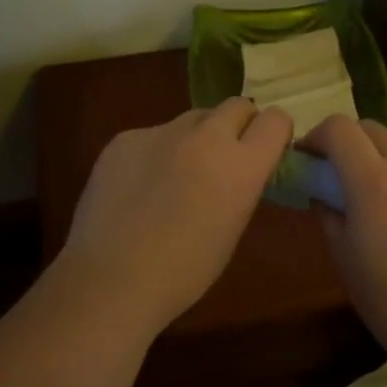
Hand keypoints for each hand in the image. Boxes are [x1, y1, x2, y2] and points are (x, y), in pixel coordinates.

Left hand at [59, 98, 292, 339]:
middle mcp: (207, 136)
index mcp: (241, 165)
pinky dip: (153, 153)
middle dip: (237, 125)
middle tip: (222, 158)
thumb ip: (241, 185)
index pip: (276, 120)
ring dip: (195, 138)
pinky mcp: (126, 137)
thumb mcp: (232, 228)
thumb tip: (238, 169)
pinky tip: (136, 188)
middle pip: (236, 105)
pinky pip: (152, 135)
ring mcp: (162, 131)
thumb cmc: (183, 272)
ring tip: (174, 176)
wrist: (110, 281)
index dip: (273, 133)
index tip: (264, 151)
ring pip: (192, 118)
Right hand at [304, 116, 386, 367]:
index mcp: (374, 181)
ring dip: (376, 161)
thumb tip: (323, 191)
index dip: (317, 136)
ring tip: (371, 202)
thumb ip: (328, 212)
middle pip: (371, 129)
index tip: (307, 160)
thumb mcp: (343, 257)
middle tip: (334, 175)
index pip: (340, 128)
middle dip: (347, 142)